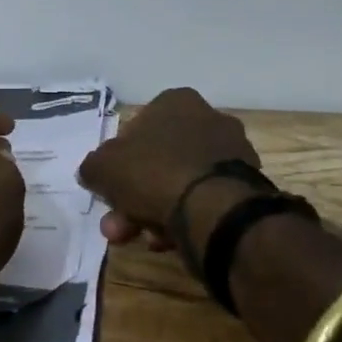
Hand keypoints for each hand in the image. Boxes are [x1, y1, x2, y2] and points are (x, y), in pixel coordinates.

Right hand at [77, 87, 258, 249]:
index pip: (137, 128)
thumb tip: (93, 173)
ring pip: (180, 183)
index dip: (119, 161)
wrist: (214, 210)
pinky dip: (186, 218)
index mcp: (175, 102)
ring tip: (146, 239)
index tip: (111, 188)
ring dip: (156, 211)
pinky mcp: (247, 185)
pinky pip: (204, 200)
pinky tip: (172, 240)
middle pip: (158, 161)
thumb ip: (93, 167)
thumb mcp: (102, 167)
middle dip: (134, 197)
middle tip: (119, 225)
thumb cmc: (153, 173)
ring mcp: (232, 153)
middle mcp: (208, 119)